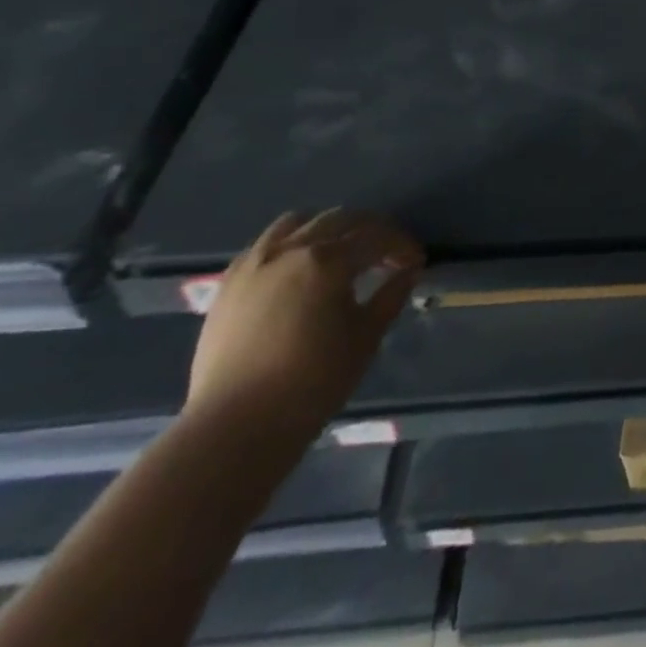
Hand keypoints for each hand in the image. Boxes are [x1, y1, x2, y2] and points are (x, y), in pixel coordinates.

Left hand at [185, 210, 423, 443]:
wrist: (234, 427)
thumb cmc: (311, 383)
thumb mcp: (365, 338)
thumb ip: (390, 296)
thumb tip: (409, 270)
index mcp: (327, 261)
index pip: (376, 237)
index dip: (402, 245)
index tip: (416, 261)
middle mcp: (290, 249)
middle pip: (341, 219)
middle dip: (371, 230)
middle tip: (388, 253)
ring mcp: (254, 262)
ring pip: (299, 222)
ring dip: (328, 228)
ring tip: (341, 251)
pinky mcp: (228, 282)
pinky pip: (265, 243)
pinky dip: (291, 243)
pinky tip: (298, 267)